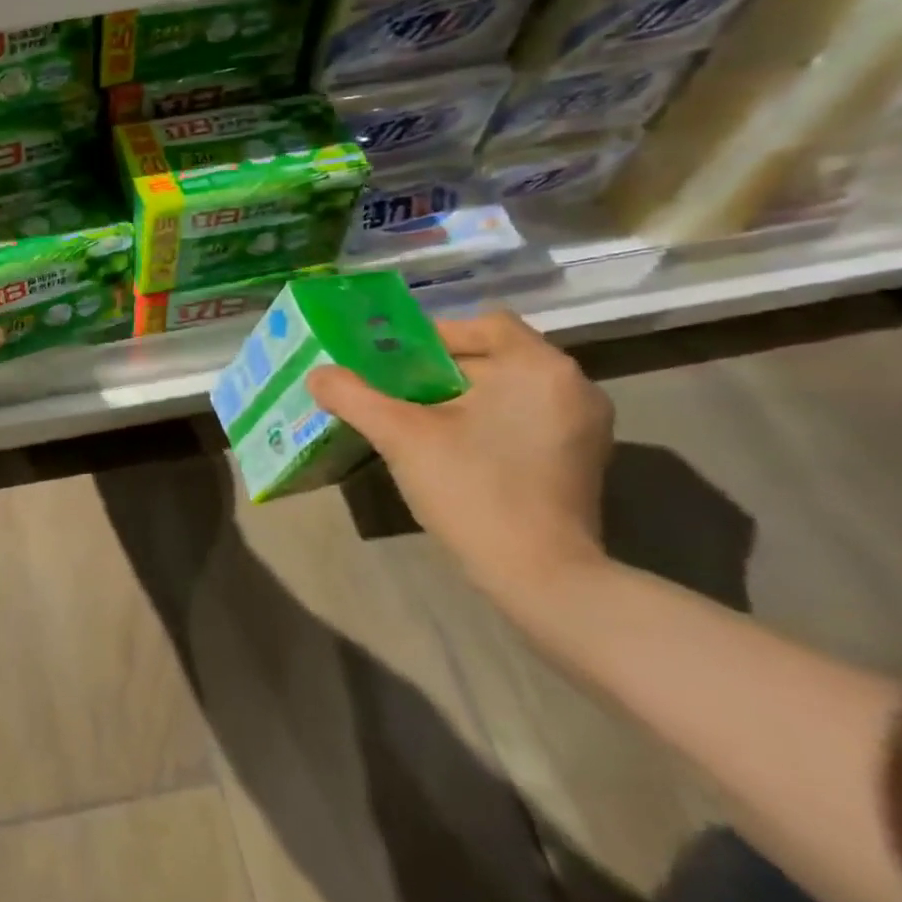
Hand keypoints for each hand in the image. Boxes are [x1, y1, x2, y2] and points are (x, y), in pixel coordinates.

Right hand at [306, 310, 613, 603]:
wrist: (541, 578)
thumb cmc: (472, 490)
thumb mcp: (400, 436)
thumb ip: (353, 396)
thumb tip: (317, 375)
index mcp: (538, 366)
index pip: (481, 323)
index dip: (431, 336)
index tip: (392, 365)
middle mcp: (572, 385)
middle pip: (493, 356)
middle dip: (440, 371)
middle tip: (394, 393)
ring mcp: (584, 425)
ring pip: (508, 389)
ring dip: (462, 397)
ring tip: (418, 422)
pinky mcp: (581, 458)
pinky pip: (524, 417)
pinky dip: (488, 421)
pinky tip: (456, 450)